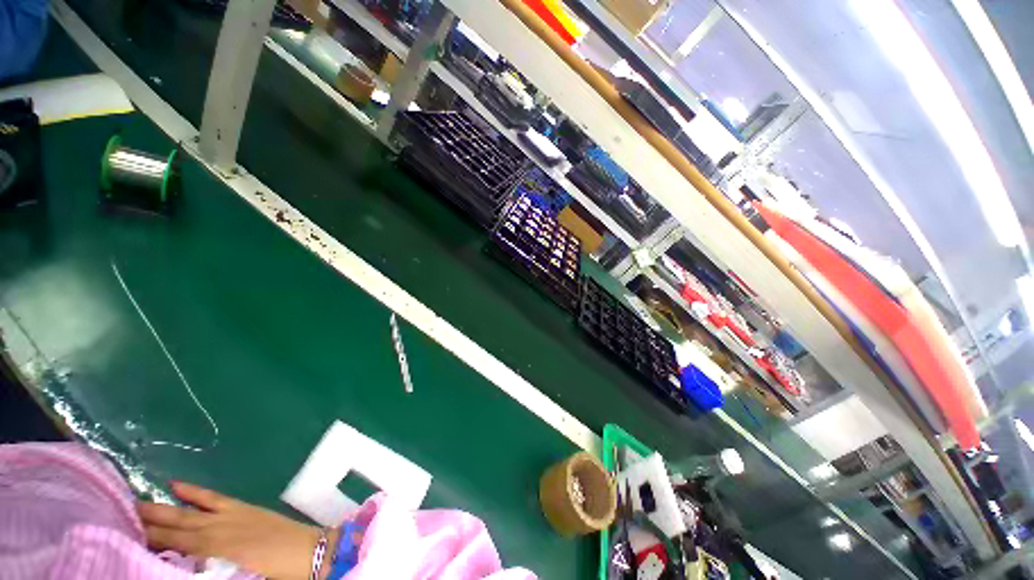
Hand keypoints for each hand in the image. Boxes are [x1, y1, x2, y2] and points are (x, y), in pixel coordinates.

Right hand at [138, 481, 337, 579]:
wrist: (309, 553)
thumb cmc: (270, 574)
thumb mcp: (233, 577)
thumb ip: (203, 570)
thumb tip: (177, 563)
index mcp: (213, 552)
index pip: (172, 544)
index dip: (148, 540)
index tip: (122, 536)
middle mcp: (215, 531)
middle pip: (174, 527)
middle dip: (146, 523)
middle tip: (117, 517)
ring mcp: (230, 516)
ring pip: (188, 512)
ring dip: (162, 510)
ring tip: (134, 506)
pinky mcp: (243, 508)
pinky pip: (213, 498)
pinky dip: (193, 492)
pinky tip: (175, 485)